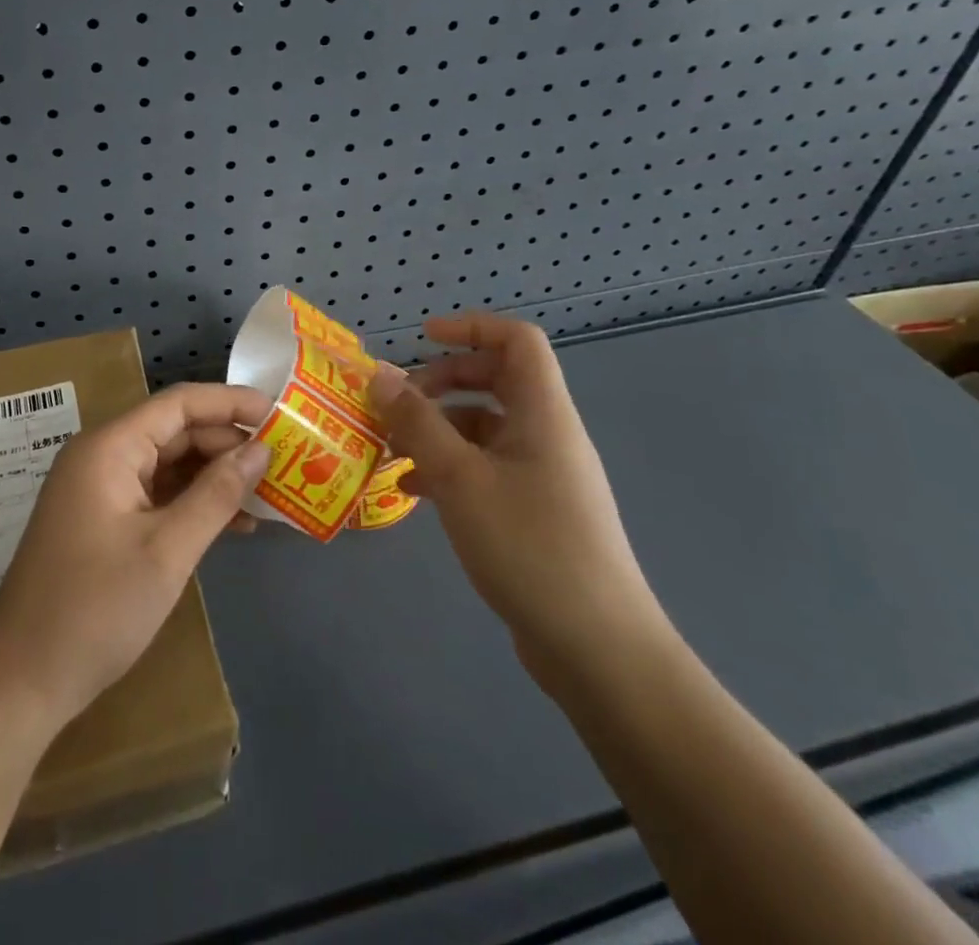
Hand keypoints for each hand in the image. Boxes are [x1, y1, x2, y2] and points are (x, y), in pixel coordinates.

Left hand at [0, 383, 270, 730]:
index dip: (231, 403)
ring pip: (168, 463)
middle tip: (284, 464)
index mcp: (110, 447)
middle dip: (228, 444)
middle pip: (175, 431)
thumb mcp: (167, 550)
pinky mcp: (103, 519)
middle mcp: (102, 455)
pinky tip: (231, 523)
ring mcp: (100, 488)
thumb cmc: (95, 609)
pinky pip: (156, 493)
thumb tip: (260, 450)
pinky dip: (192, 502)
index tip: (281, 415)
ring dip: (215, 476)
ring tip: (268, 495)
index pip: (180, 404)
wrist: (22, 679)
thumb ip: (216, 494)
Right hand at [371, 314, 667, 686]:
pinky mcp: (534, 510)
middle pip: (496, 380)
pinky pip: (486, 466)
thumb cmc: (530, 547)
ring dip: (437, 428)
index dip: (471, 328)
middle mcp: (547, 434)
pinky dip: (449, 466)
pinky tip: (413, 491)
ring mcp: (543, 474)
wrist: (598, 649)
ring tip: (391, 450)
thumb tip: (380, 375)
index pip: (517, 340)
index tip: (422, 340)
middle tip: (397, 403)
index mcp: (543, 414)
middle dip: (441, 382)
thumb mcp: (459, 479)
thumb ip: (417, 422)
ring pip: (485, 427)